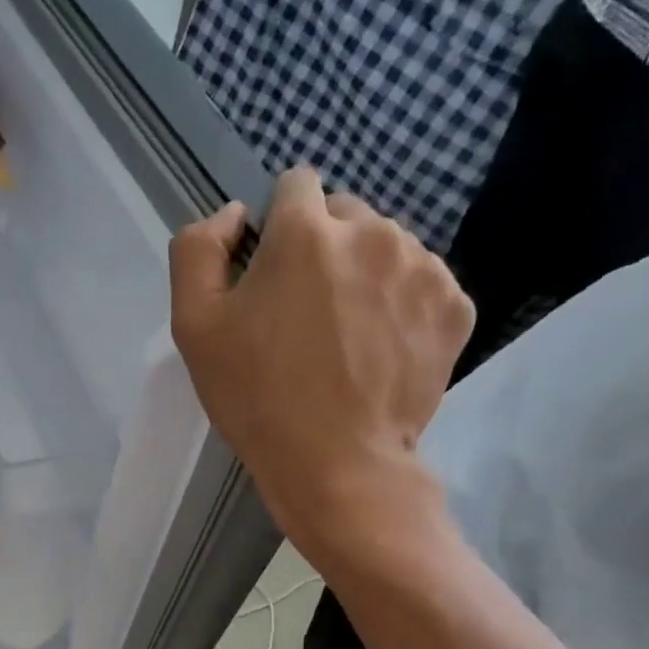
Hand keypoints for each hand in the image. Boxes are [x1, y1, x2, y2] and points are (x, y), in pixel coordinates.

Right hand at [169, 167, 473, 566]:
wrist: (337, 464)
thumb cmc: (256, 397)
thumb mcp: (193, 326)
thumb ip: (197, 250)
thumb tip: (232, 214)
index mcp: (305, 230)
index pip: (295, 184)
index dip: (277, 224)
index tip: (271, 272)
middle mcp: (373, 230)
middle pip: (344, 213)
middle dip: (323, 247)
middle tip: (306, 313)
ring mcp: (423, 267)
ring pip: (386, 246)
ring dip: (364, 273)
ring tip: (347, 336)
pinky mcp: (455, 305)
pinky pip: (422, 283)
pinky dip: (401, 304)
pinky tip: (381, 349)